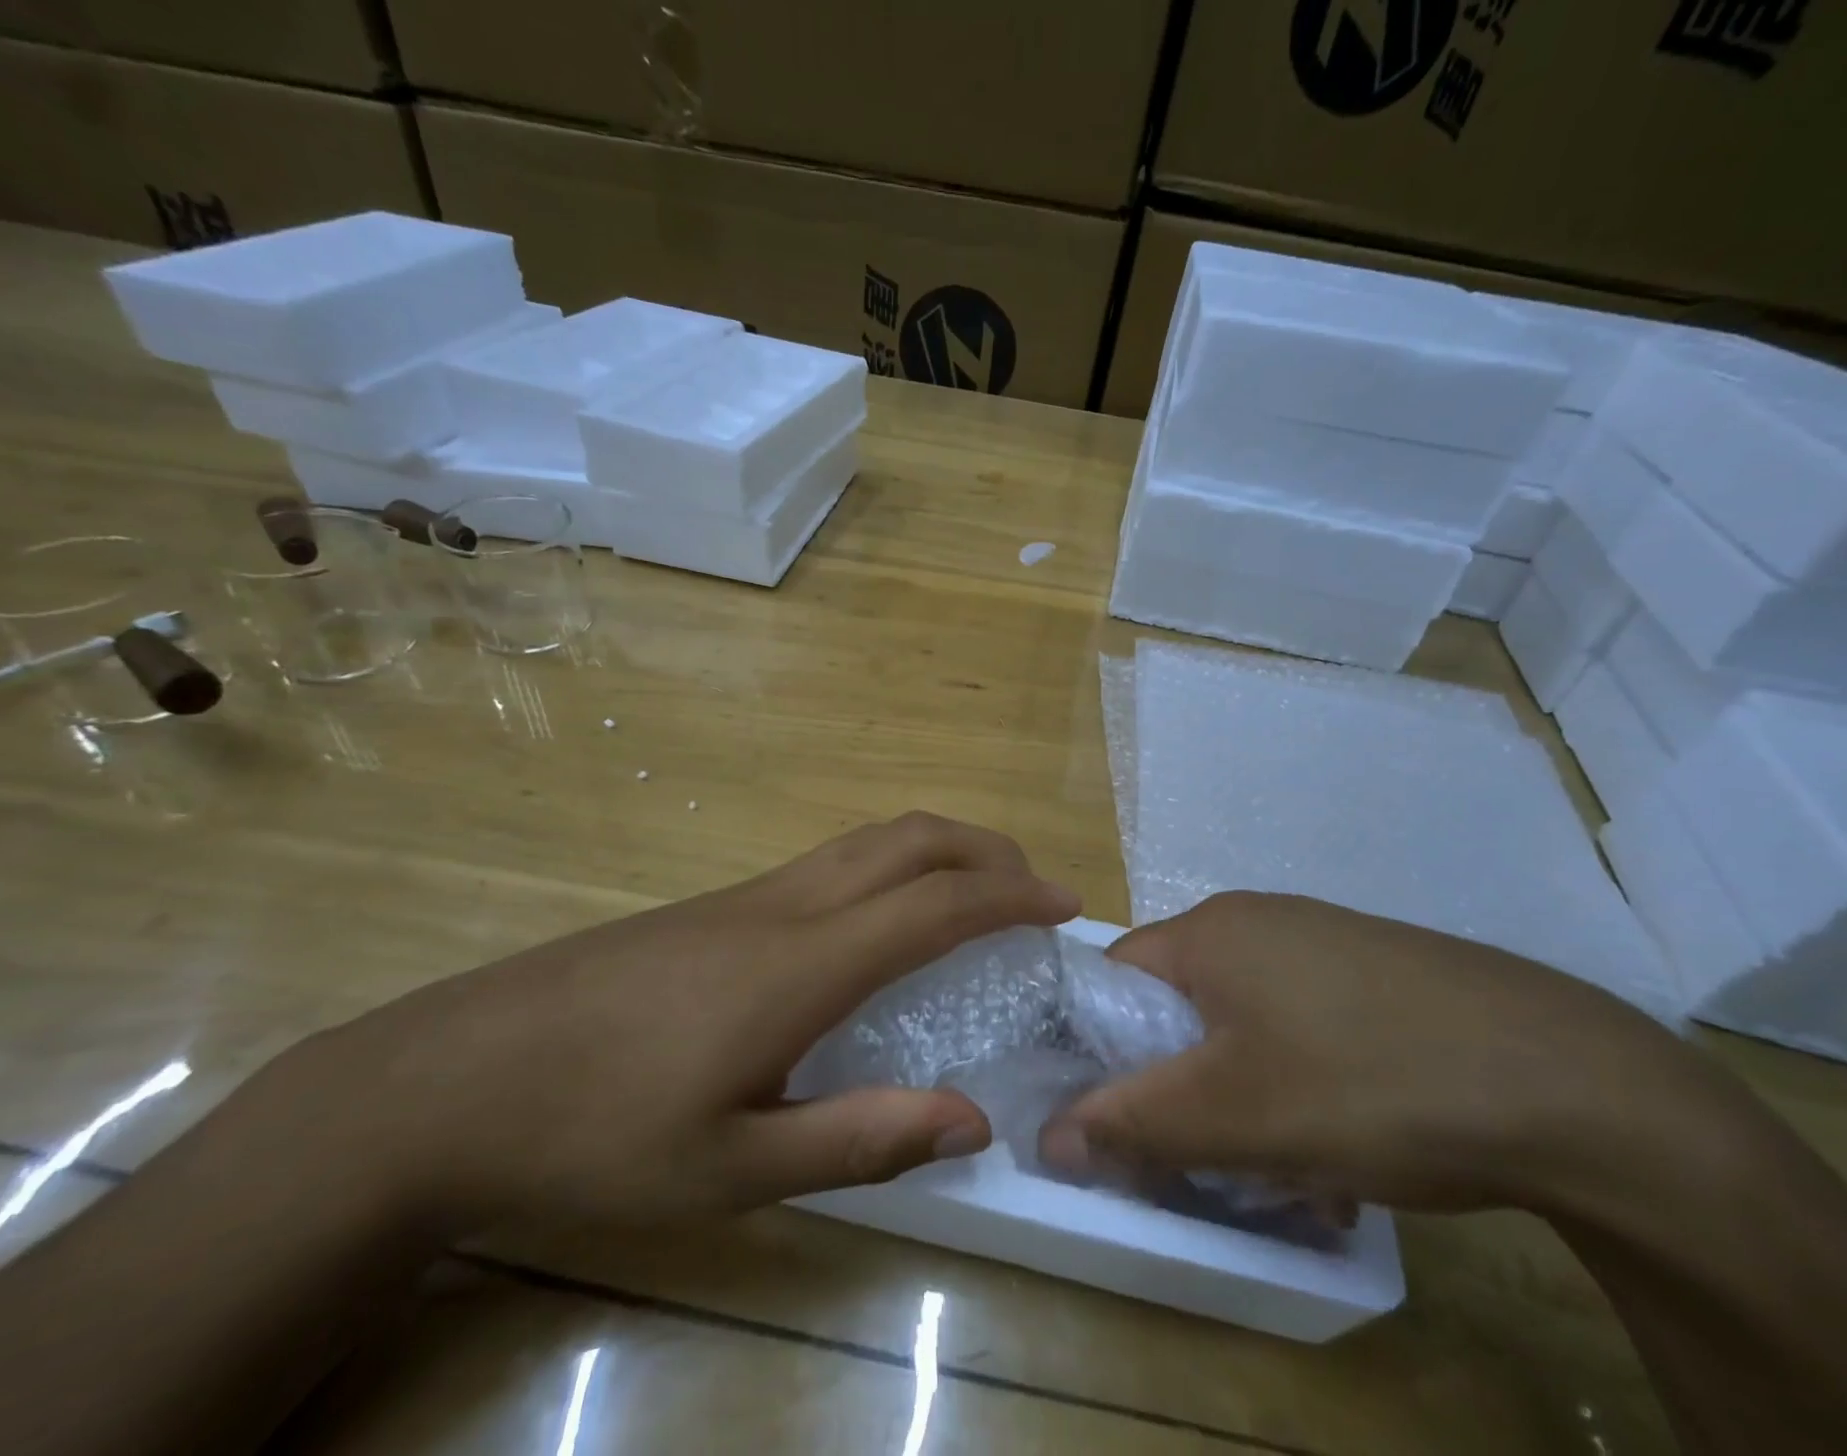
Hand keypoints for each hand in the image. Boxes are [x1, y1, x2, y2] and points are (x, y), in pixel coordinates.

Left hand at [278, 813, 1079, 1234]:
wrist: (448, 1081)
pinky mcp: (713, 907)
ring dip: (935, 849)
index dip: (1010, 894)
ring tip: (974, 894)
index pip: (936, 903)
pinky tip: (881, 925)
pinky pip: (828, 864)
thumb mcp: (735, 1170)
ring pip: (866, 842)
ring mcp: (745, 896)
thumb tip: (974, 1118)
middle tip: (1031, 887)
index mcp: (803, 963)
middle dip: (983, 848)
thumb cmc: (595, 1136)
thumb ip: (863, 1139)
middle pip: (906, 838)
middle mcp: (784, 907)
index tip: (1064, 903)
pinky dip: (888, 868)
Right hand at [1040, 891, 1714, 1214]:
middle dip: (1182, 1080)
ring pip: (1245, 1020)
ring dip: (1244, 1090)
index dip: (1105, 1045)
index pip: (1115, 977)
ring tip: (1290, 1161)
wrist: (1576, 1086)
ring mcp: (1325, 940)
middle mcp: (1261, 919)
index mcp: (1212, 930)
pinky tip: (1348, 1137)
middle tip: (1213, 1149)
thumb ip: (1131, 1123)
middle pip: (1182, 1002)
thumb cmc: (1369, 1084)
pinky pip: (1303, 1021)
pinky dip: (1301, 1077)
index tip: (1128, 1114)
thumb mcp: (1233, 1116)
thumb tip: (1049, 1136)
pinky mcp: (1378, 970)